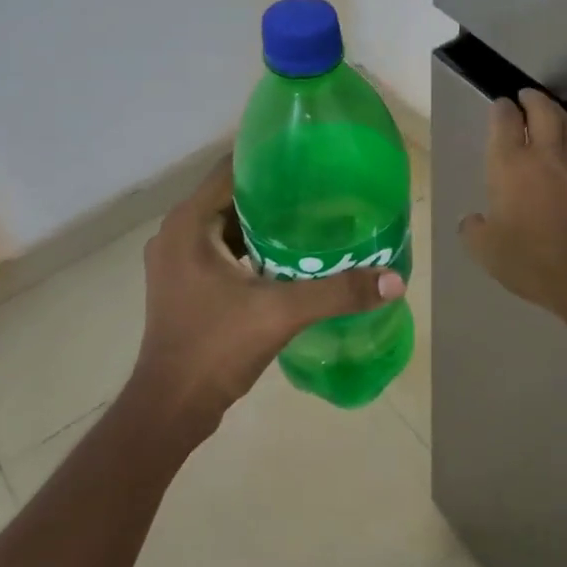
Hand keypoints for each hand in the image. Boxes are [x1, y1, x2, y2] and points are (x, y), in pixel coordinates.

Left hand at [128, 157, 403, 433]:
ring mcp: (177, 261)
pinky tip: (288, 259)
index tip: (311, 160)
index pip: (231, 169)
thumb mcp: (281, 313)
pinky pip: (221, 251)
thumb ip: (338, 292)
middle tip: (322, 192)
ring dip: (264, 225)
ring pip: (226, 226)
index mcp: (189, 223)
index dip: (270, 160)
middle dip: (275, 194)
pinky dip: (251, 250)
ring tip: (312, 221)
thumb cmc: (216, 347)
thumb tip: (394, 280)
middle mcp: (176, 233)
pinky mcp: (183, 284)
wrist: (171, 406)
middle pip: (231, 197)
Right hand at [458, 91, 566, 320]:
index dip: (501, 109)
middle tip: (527, 96)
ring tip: (553, 116)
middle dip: (533, 99)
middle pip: (543, 111)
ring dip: (559, 115)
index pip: (505, 121)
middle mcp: (547, 155)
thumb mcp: (485, 251)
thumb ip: (473, 229)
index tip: (500, 105)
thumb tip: (472, 220)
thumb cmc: (531, 261)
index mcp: (511, 165)